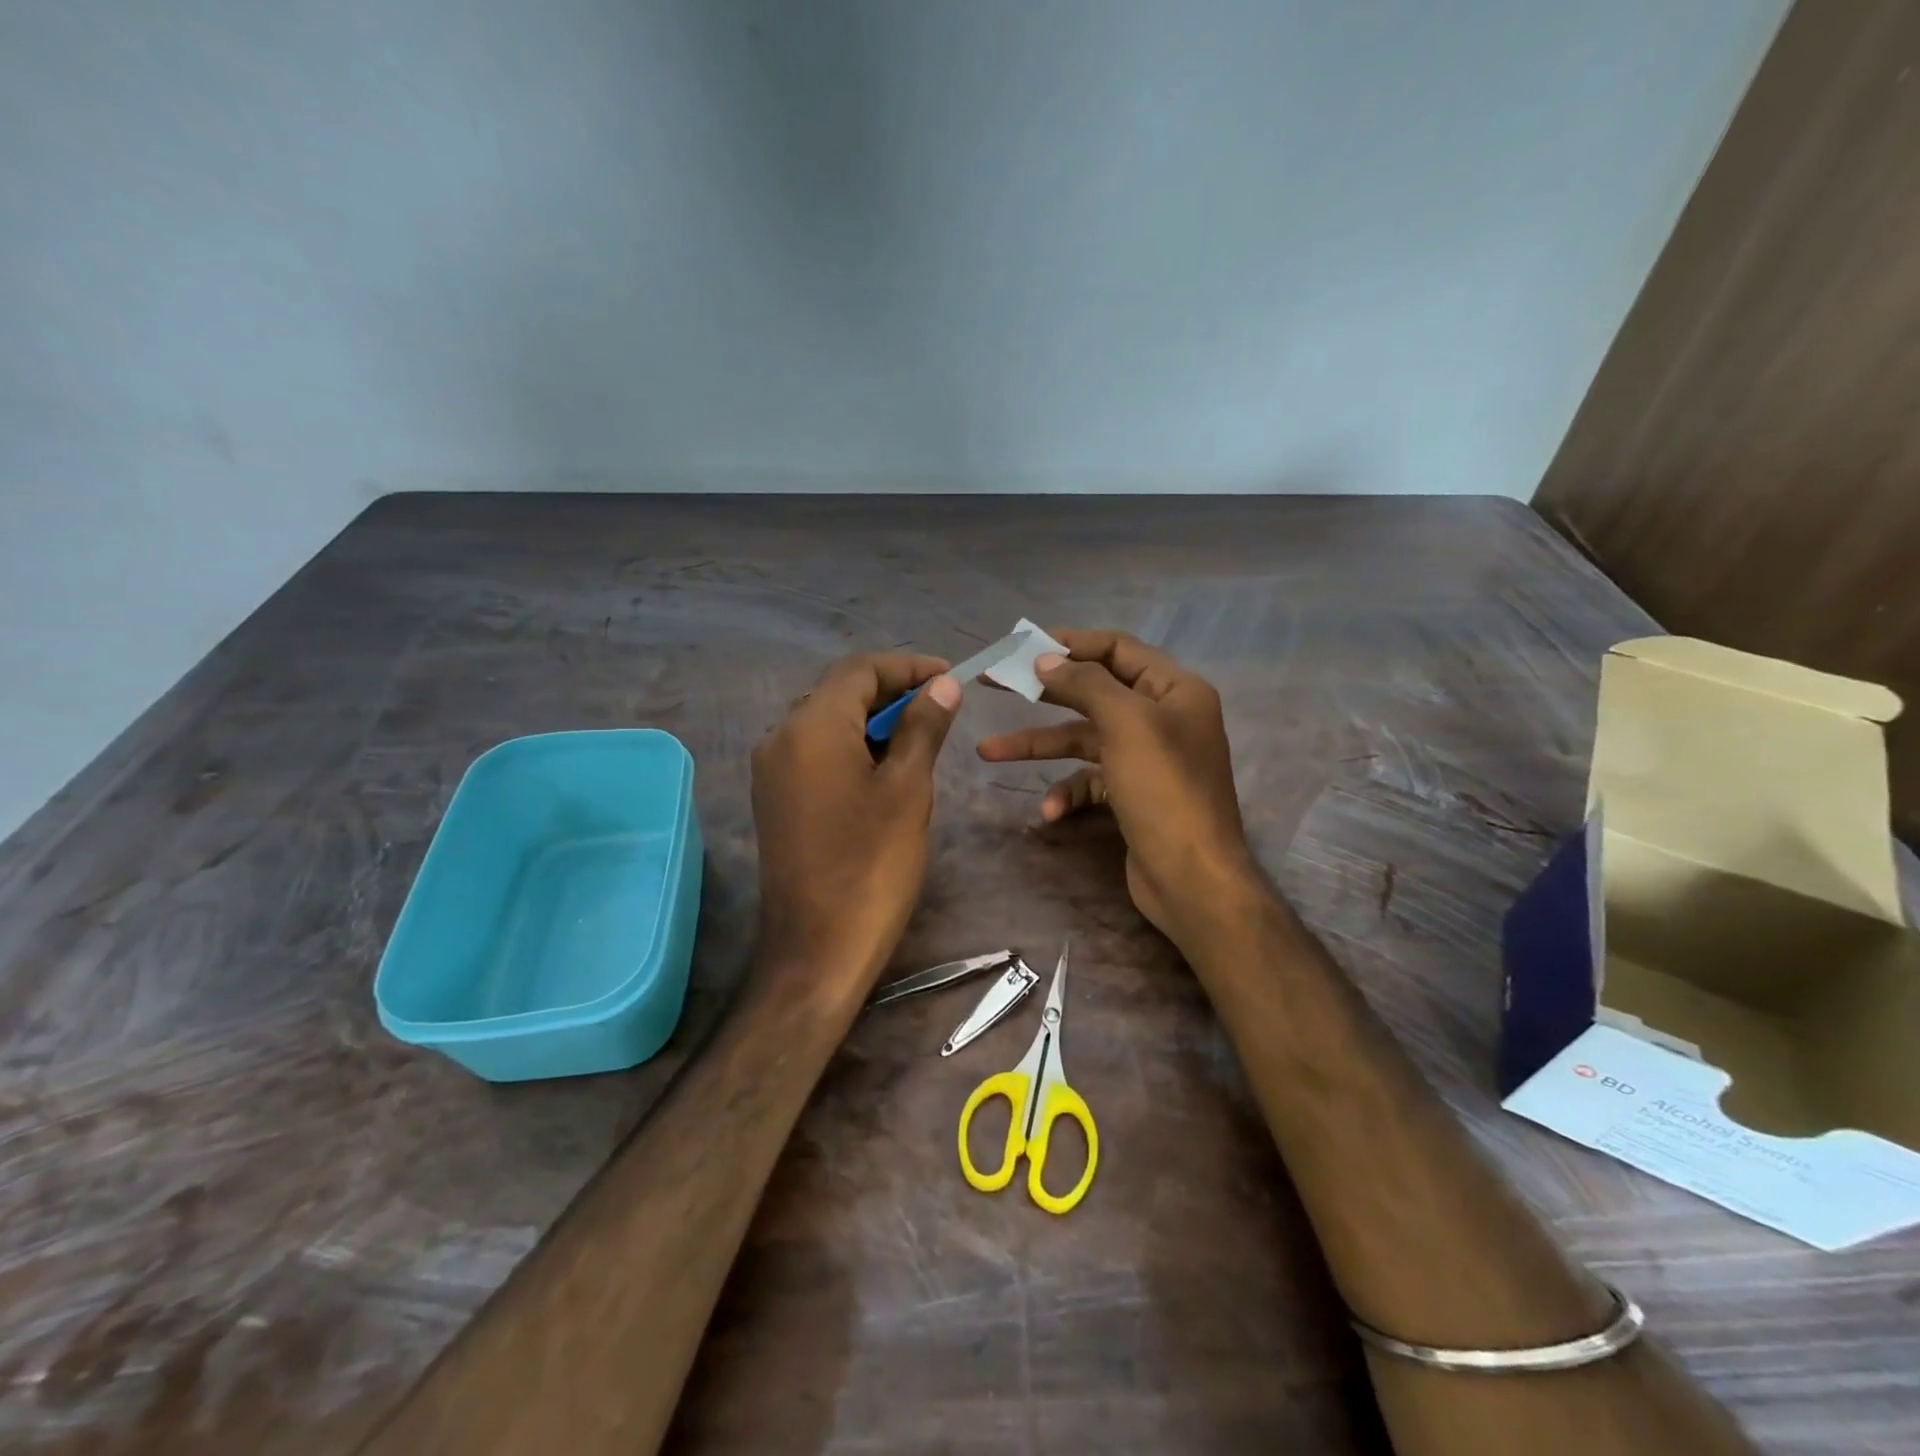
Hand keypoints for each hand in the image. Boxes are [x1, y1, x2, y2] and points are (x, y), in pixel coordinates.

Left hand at [751, 652, 961, 990]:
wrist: (817, 948)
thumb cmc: (872, 865)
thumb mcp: (908, 789)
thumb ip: (922, 727)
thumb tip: (942, 685)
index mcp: (811, 727)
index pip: (859, 670)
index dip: (906, 666)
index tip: (949, 676)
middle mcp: (780, 737)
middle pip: (838, 691)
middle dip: (890, 690)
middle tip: (940, 704)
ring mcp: (772, 770)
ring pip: (827, 721)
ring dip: (872, 719)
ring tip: (920, 733)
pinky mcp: (775, 798)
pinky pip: (815, 751)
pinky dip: (852, 745)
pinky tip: (885, 765)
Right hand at [977, 629, 1258, 946]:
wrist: (1193, 879)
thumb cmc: (1164, 790)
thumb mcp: (1126, 724)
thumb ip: (1085, 684)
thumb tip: (1045, 659)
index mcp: (1174, 689)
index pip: (1117, 648)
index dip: (1070, 643)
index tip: (1023, 645)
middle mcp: (1162, 717)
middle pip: (1093, 691)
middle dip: (1042, 690)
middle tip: (993, 682)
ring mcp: (1146, 758)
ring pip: (1083, 738)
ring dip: (1039, 746)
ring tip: (987, 752)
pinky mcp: (1132, 794)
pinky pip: (1090, 780)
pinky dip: (1067, 791)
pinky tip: (1050, 812)